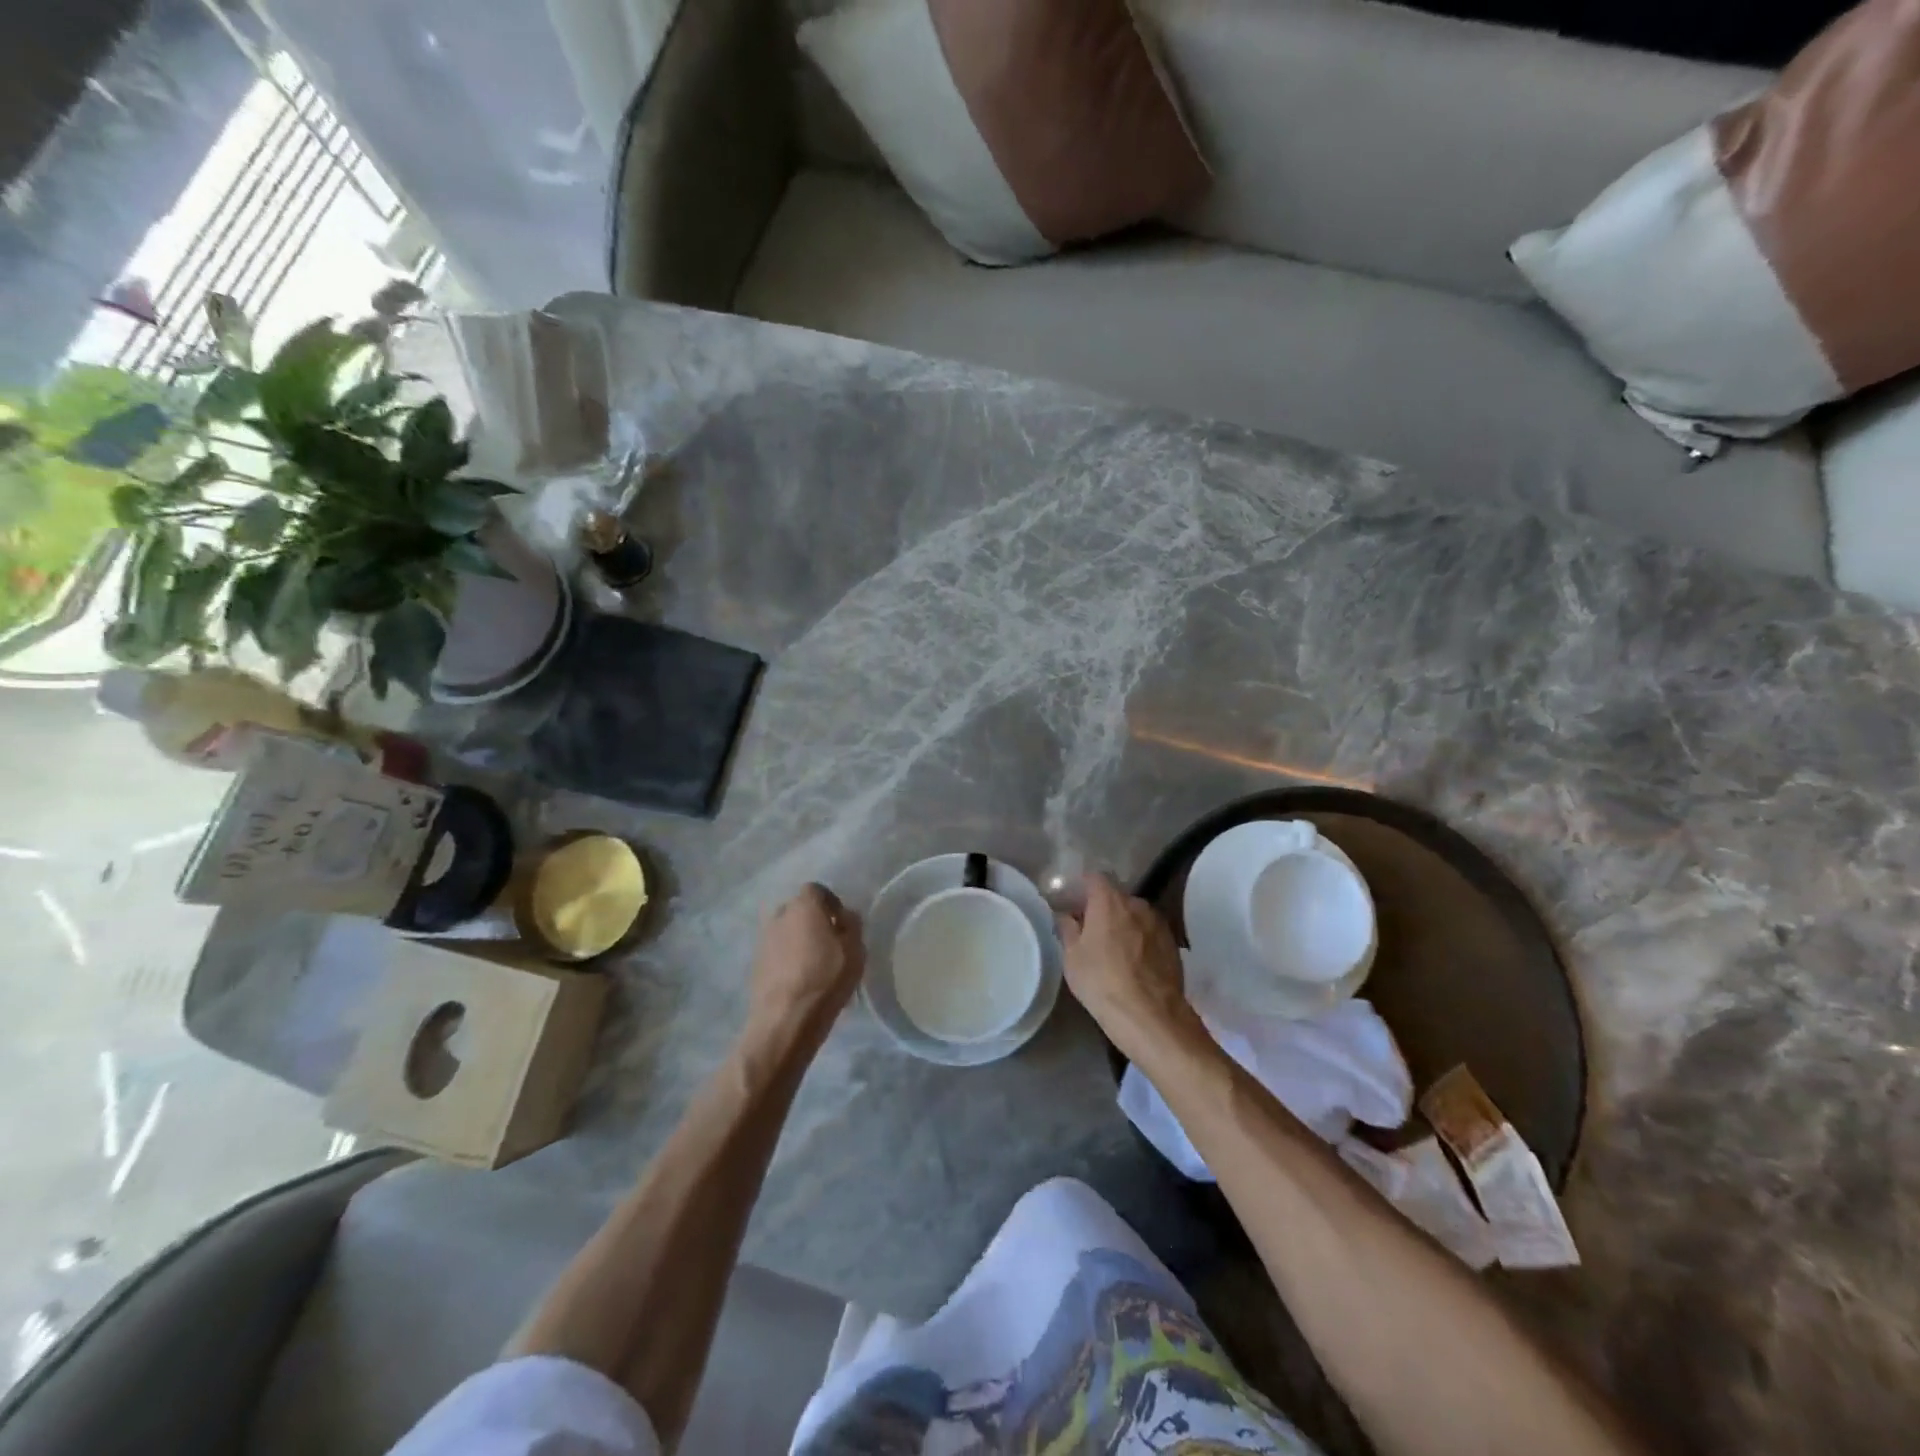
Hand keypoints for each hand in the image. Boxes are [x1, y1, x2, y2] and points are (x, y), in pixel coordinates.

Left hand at [745, 884, 864, 1050]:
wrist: (785, 1019)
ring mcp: (763, 940)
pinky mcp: (755, 964)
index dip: (831, 903)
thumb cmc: (825, 977)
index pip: (816, 890)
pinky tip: (799, 977)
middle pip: (798, 910)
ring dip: (798, 940)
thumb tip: (845, 916)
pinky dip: (787, 958)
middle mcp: (779, 916)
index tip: (842, 923)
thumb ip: (852, 926)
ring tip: (814, 963)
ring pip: (785, 931)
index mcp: (803, 905)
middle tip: (829, 942)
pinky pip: (776, 952)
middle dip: (813, 921)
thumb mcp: (854, 950)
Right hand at [1057, 872, 1199, 1061]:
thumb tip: (1065, 915)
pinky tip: (1133, 963)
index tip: (1073, 903)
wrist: (1151, 1017)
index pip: (1094, 878)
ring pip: (1135, 915)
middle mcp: (1137, 904)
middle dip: (1102, 908)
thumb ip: (1067, 929)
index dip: (1082, 887)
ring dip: (1123, 924)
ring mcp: (1159, 923)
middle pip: (1116, 897)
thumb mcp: (1072, 957)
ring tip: (1113, 949)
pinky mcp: (1173, 944)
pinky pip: (1149, 933)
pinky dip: (1140, 940)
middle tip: (1089, 930)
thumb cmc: (1102, 982)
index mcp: (1109, 901)